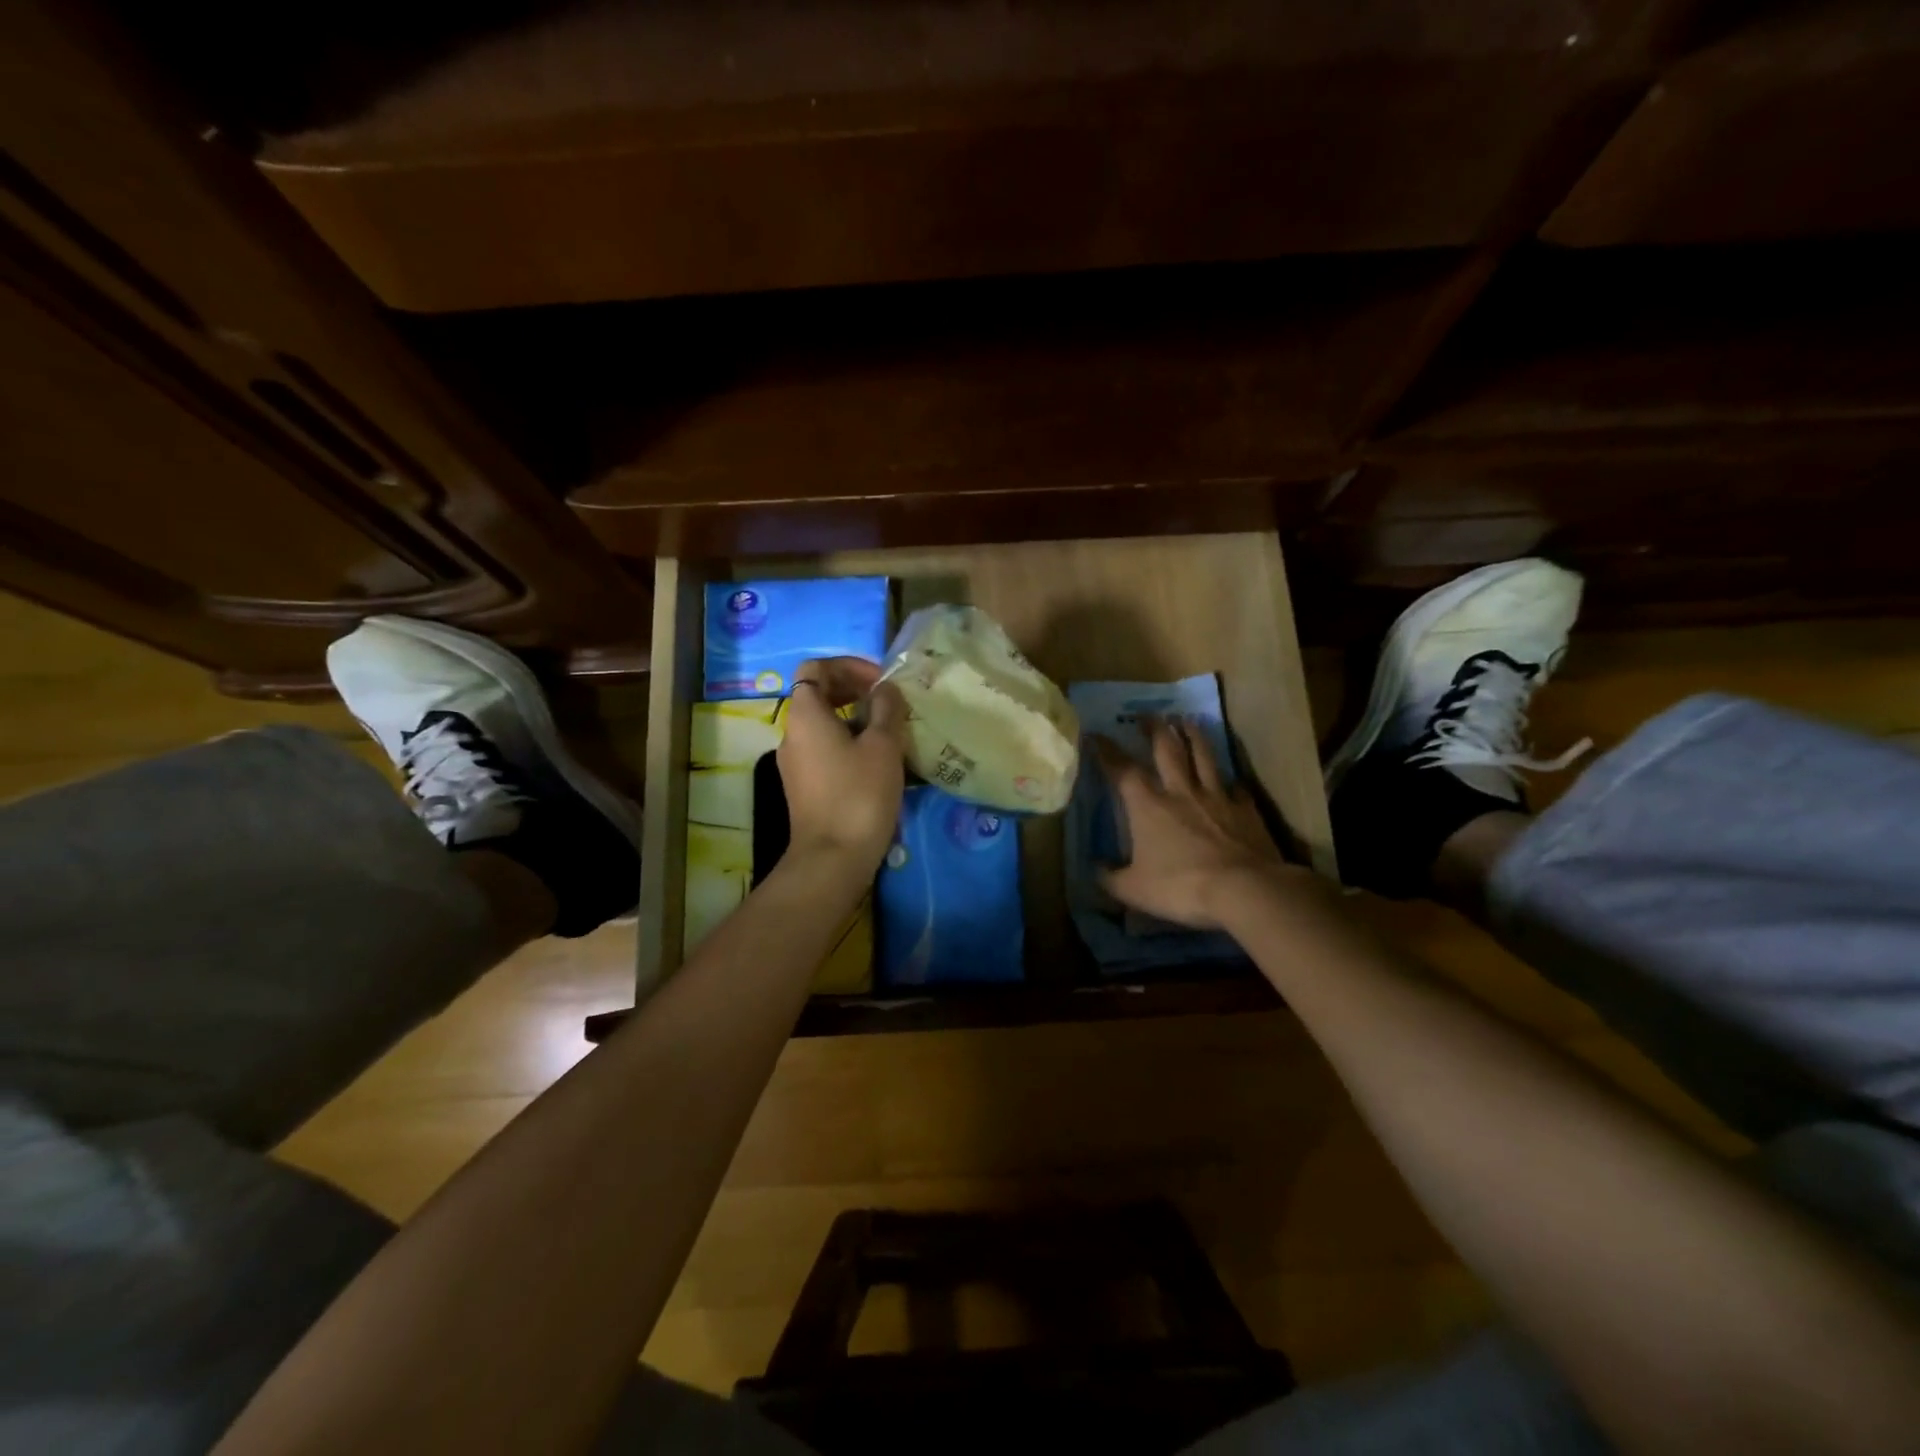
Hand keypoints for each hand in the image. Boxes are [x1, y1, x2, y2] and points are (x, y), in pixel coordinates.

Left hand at [778, 657, 907, 870]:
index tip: (880, 682)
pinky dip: (849, 744)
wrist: (833, 858)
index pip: (815, 668)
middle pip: (818, 694)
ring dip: (856, 719)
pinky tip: (879, 762)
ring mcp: (795, 762)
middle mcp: (792, 733)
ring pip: (824, 724)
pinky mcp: (804, 786)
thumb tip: (885, 689)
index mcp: (805, 714)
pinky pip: (825, 750)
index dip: (849, 666)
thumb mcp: (883, 745)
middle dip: (855, 691)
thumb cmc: (859, 794)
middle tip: (889, 703)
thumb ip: (887, 708)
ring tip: (891, 733)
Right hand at [1096, 718, 1294, 929]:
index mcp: (1148, 806)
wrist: (1243, 889)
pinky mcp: (1245, 809)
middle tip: (1147, 714)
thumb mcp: (1133, 890)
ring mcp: (1216, 797)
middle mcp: (1180, 792)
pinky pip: (1236, 788)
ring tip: (1187, 720)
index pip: (1122, 770)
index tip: (1095, 734)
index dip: (1106, 751)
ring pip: (1203, 756)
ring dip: (1193, 736)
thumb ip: (1110, 878)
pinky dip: (1232, 782)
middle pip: (1166, 749)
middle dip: (1154, 729)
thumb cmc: (1181, 887)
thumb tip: (1094, 870)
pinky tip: (1232, 781)